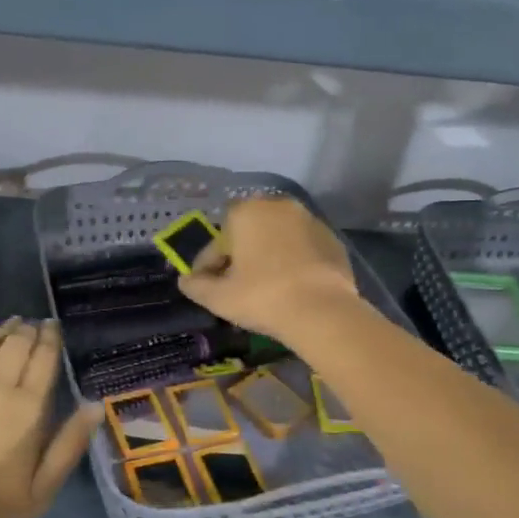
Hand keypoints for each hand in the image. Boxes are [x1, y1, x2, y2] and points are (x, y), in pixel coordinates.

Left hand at [0, 318, 97, 517]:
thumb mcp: (42, 489)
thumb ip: (69, 445)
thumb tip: (94, 407)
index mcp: (29, 408)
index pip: (43, 359)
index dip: (50, 339)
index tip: (54, 326)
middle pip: (17, 344)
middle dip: (30, 330)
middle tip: (36, 323)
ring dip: (5, 329)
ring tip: (14, 322)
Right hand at [177, 196, 363, 341]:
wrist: (323, 311)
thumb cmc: (262, 297)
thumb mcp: (219, 298)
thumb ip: (196, 286)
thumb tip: (186, 281)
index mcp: (245, 212)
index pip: (217, 241)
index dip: (209, 265)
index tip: (207, 286)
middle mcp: (277, 206)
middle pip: (249, 232)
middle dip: (240, 254)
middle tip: (237, 284)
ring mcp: (309, 219)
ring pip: (277, 237)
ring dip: (268, 255)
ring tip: (266, 285)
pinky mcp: (332, 238)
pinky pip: (303, 247)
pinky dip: (294, 260)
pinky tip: (293, 285)